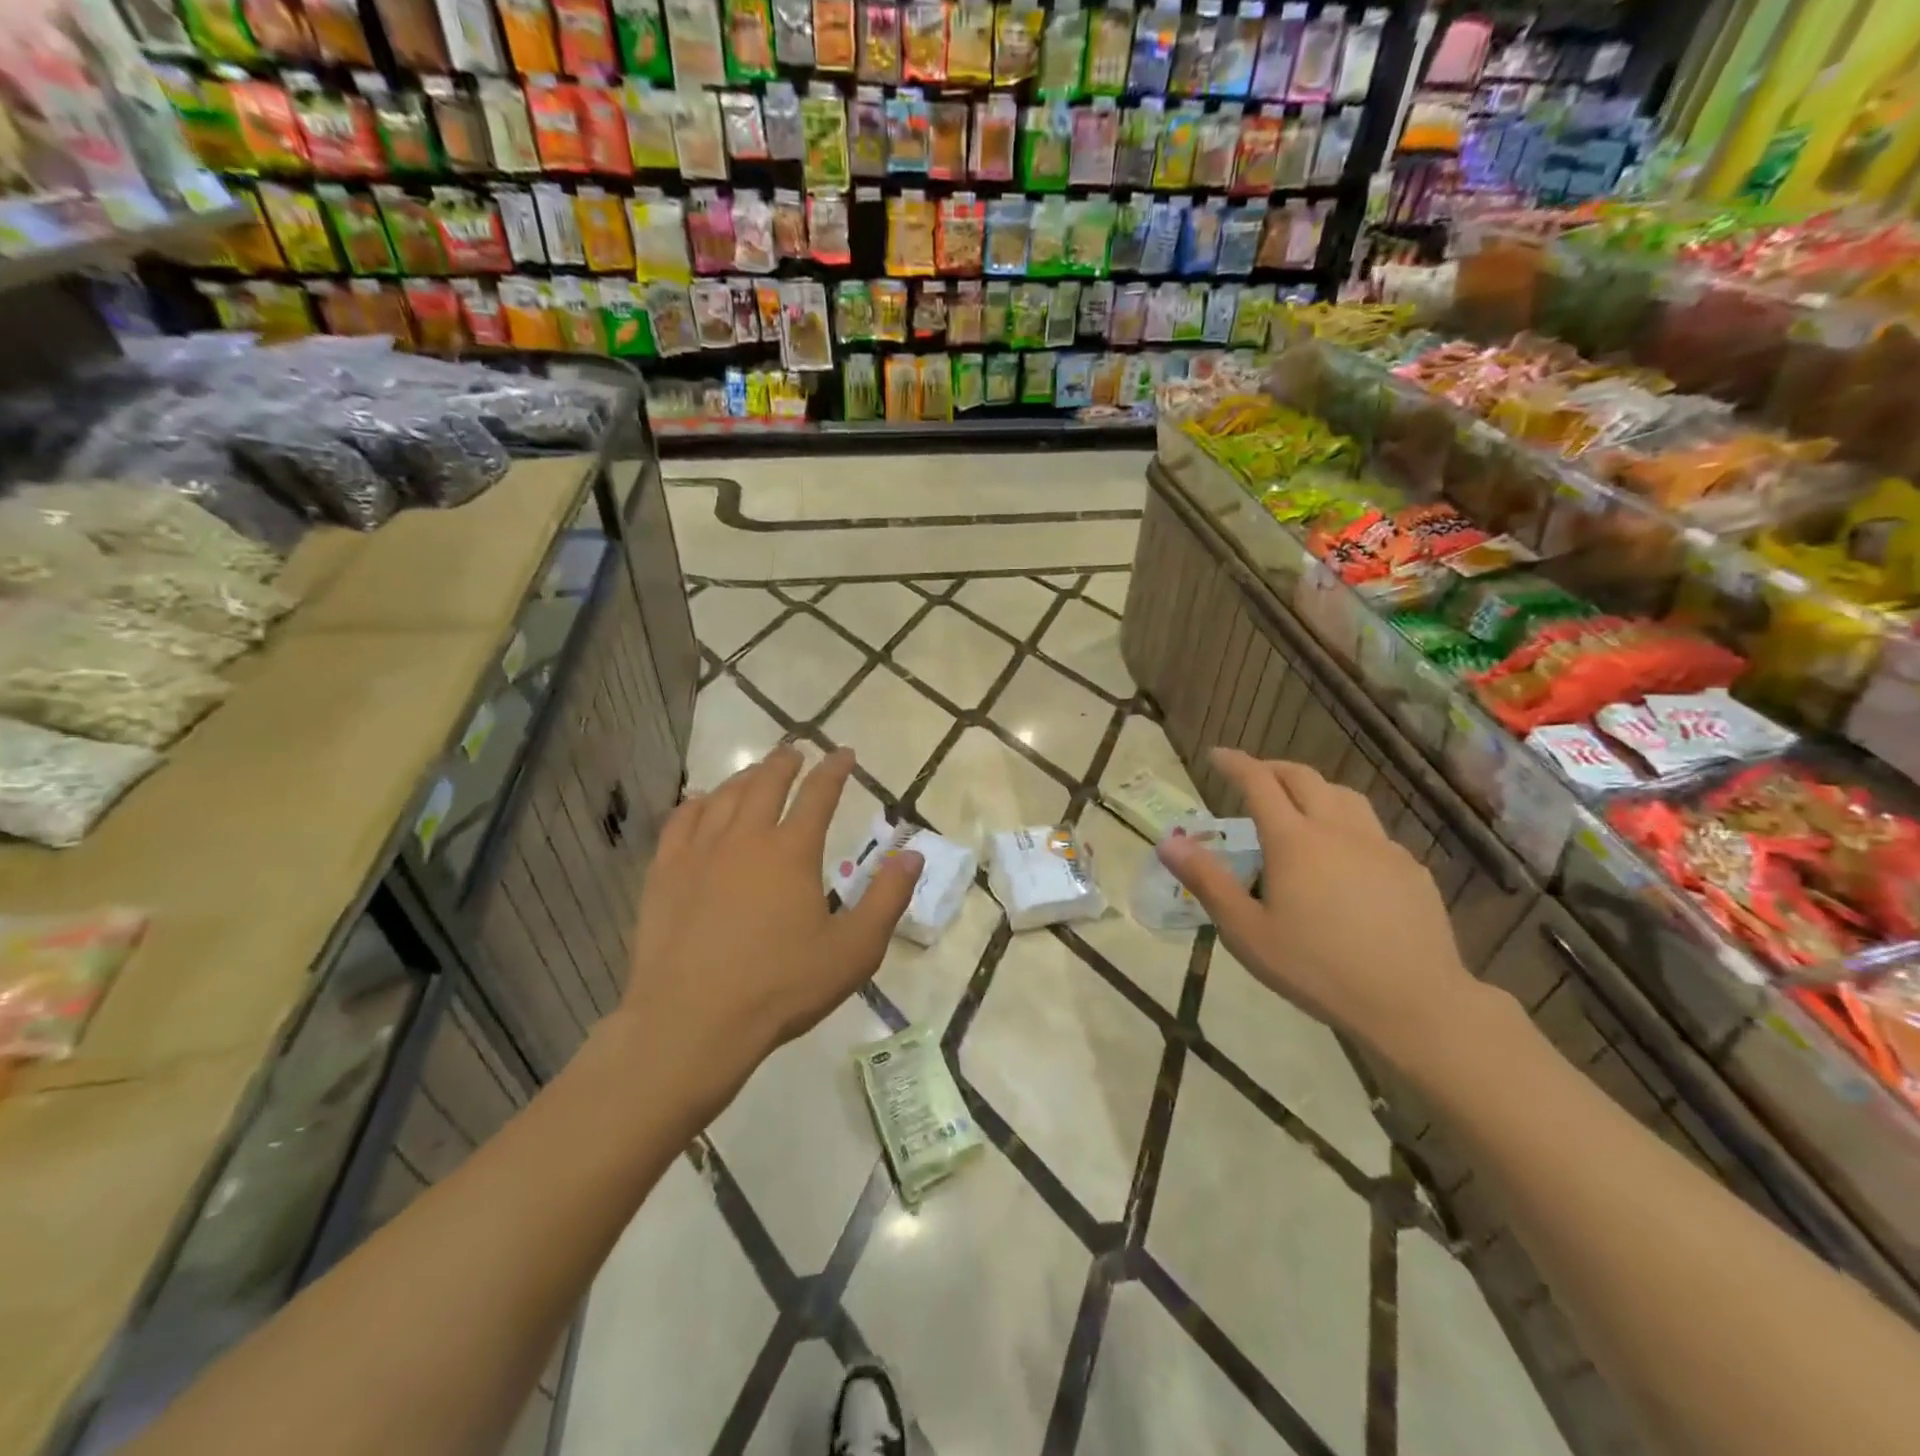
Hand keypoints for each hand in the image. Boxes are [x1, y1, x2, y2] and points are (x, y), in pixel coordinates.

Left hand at [617, 745, 922, 1097]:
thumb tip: (913, 854)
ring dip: (744, 777)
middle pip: (766, 783)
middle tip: (795, 751)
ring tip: (755, 772)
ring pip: (724, 796)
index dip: (835, 770)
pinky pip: (681, 821)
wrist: (692, 1021)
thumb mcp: (853, 950)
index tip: (844, 754)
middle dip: (785, 763)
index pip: (819, 794)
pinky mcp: (665, 874)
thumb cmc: (781, 987)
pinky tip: (702, 802)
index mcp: (792, 851)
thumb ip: (887, 898)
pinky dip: (697, 803)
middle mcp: (745, 838)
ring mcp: (699, 853)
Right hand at [1158, 750, 1476, 1065]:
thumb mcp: (1246, 931)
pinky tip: (1344, 855)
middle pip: (1303, 778)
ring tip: (1298, 805)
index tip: (1216, 755)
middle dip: (1272, 769)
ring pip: (1344, 796)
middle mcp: (1337, 830)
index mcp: (1294, 841)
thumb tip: (1168, 842)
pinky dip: (1346, 823)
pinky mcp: (1410, 868)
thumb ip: (1207, 881)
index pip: (1259, 783)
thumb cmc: (1317, 968)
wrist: (1414, 1002)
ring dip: (1313, 788)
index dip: (1235, 763)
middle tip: (1252, 776)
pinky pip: (1371, 829)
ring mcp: (1380, 846)